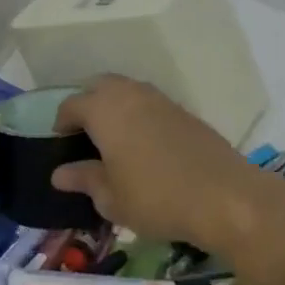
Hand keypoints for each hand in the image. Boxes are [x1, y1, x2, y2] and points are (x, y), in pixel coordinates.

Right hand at [50, 76, 284, 255]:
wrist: (225, 197)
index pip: (72, 104)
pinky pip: (151, 104)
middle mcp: (131, 95)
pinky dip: (139, 115)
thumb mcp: (111, 198)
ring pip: (128, 91)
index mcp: (105, 110)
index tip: (59, 141)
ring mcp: (162, 100)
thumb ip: (84, 180)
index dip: (61, 121)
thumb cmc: (156, 198)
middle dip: (87, 103)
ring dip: (115, 106)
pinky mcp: (186, 113)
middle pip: (100, 86)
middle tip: (83, 134)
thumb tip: (60, 173)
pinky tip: (143, 144)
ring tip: (112, 138)